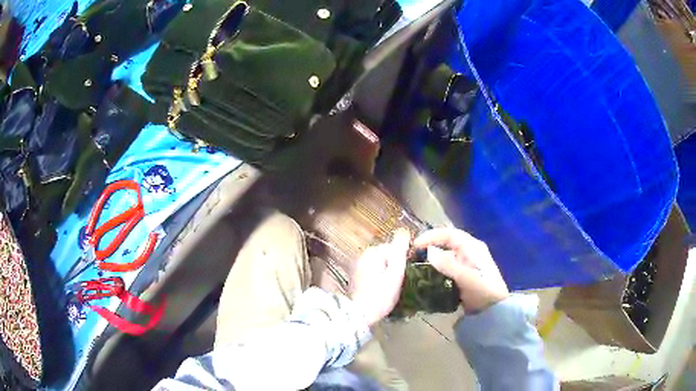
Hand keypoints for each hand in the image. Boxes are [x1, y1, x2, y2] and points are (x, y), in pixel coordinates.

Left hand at [349, 229, 409, 326]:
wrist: (360, 315)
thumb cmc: (381, 295)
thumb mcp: (395, 273)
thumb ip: (399, 251)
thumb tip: (404, 230)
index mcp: (372, 252)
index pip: (395, 249)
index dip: (403, 261)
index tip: (404, 275)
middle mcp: (362, 255)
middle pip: (387, 256)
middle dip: (394, 267)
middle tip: (397, 283)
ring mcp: (357, 266)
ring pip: (381, 264)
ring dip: (387, 273)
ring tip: (390, 289)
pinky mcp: (356, 277)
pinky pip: (374, 272)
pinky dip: (379, 278)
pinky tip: (381, 290)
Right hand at [413, 228, 508, 312]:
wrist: (494, 310)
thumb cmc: (483, 290)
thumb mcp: (466, 278)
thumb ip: (448, 265)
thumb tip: (429, 252)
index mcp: (473, 247)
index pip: (449, 234)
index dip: (431, 236)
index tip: (415, 245)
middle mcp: (469, 251)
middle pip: (446, 242)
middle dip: (429, 245)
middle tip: (413, 254)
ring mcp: (466, 263)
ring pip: (445, 255)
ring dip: (431, 258)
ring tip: (416, 265)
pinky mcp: (463, 275)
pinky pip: (446, 267)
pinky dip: (436, 269)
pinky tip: (427, 276)